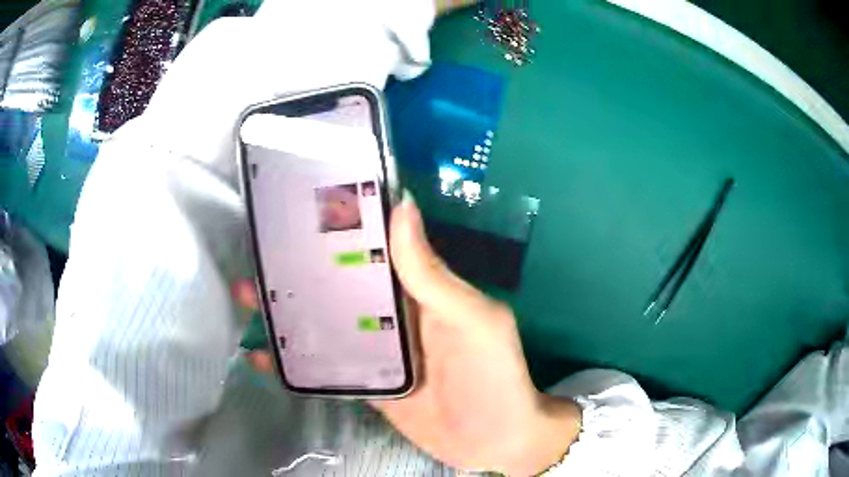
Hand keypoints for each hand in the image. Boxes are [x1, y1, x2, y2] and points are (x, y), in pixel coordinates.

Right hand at [236, 194, 581, 474]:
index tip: (297, 208)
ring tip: (249, 295)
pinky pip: (324, 364)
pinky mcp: (363, 381)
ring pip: (323, 321)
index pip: (372, 246)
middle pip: (337, 283)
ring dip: (287, 309)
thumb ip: (432, 274)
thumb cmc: (493, 376)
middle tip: (258, 255)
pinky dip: (294, 359)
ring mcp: (373, 348)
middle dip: (297, 268)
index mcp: (416, 287)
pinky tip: (263, 355)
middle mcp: (390, 311)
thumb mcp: (471, 320)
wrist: (493, 442)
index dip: (338, 227)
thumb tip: (403, 204)